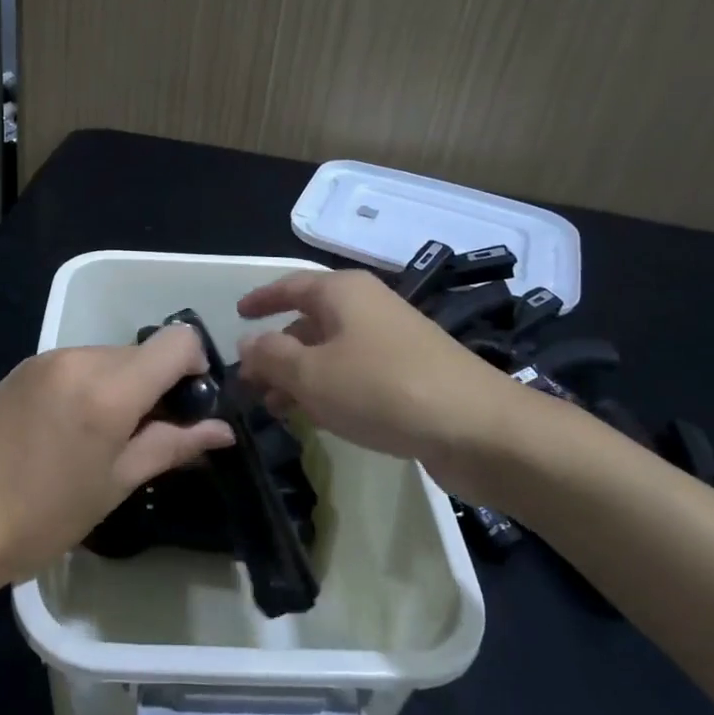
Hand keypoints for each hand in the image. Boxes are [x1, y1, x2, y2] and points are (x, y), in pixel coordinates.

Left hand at [0, 325, 232, 584]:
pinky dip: (90, 384)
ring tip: (102, 437)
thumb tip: (222, 428)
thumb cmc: (44, 516)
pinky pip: (77, 363)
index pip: (177, 341)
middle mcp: (80, 357)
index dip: (195, 367)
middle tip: (146, 434)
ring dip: (122, 385)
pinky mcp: (24, 365)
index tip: (187, 406)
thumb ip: (173, 445)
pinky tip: (69, 428)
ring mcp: (48, 358)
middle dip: (157, 383)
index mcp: (109, 388)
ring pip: (110, 356)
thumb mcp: (117, 484)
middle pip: (143, 351)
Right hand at [235, 267, 534, 495]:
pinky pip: (354, 375)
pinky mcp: (409, 375)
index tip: (236, 314)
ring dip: (299, 377)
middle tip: (249, 382)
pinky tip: (315, 418)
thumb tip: (247, 342)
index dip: (261, 300)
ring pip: (330, 353)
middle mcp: (367, 308)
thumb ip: (271, 356)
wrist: (477, 428)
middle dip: (276, 351)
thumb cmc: (382, 388)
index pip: (290, 286)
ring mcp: (391, 341)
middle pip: (308, 322)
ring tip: (274, 408)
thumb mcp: (311, 373)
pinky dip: (329, 390)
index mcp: (343, 293)